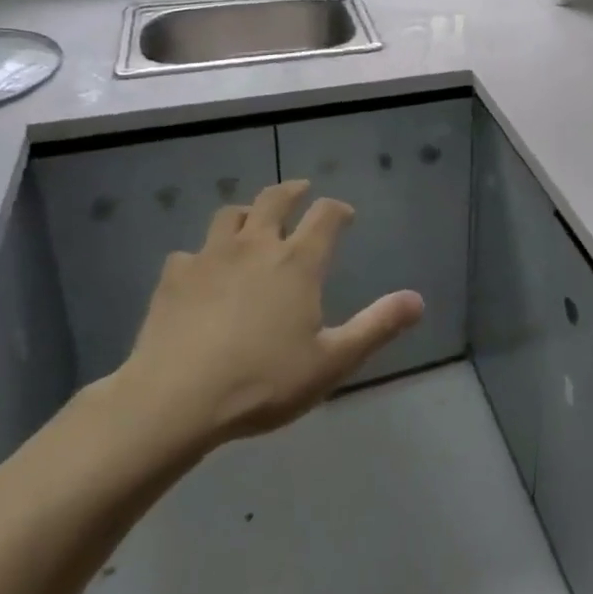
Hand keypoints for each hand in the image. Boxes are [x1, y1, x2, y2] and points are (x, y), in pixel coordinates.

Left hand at [110, 180, 423, 459]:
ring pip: (229, 216)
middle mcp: (256, 246)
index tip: (345, 216)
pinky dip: (200, 257)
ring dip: (245, 214)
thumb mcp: (331, 361)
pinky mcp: (173, 278)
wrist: (173, 402)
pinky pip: (188, 253)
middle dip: (292, 191)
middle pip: (274, 199)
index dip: (338, 210)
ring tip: (250, 223)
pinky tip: (200, 274)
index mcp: (298, 261)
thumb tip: (418, 300)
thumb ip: (376, 326)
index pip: (326, 215)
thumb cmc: (262, 381)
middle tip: (300, 192)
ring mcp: (210, 257)